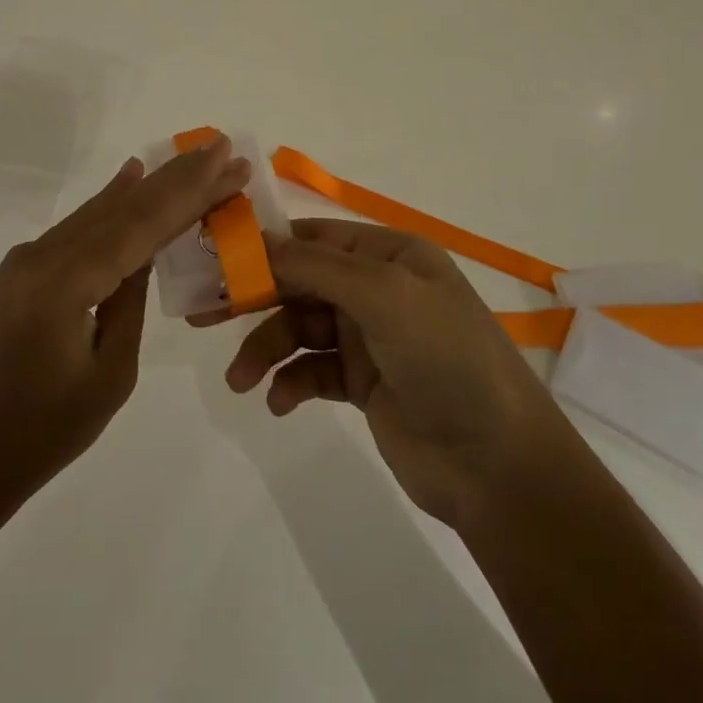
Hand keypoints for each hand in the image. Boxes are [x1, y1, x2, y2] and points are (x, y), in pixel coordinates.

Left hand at [0, 138, 251, 535]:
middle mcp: (41, 255)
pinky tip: (131, 178)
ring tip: (192, 160)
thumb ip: (130, 301)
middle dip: (176, 179)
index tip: (226, 156)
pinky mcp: (20, 270)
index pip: (141, 224)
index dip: (188, 189)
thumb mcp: (110, 374)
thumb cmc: (42, 434)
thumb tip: (144, 252)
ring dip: (148, 188)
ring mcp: (26, 259)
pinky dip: (112, 206)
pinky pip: (78, 229)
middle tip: (221, 148)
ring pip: (99, 212)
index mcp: (65, 282)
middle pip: (122, 207)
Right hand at [213, 219, 560, 529]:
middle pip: (302, 282)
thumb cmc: (445, 359)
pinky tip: (279, 401)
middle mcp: (378, 288)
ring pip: (301, 328)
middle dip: (256, 299)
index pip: (316, 237)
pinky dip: (290, 382)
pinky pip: (313, 371)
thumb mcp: (384, 296)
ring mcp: (371, 337)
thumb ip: (316, 266)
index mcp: (390, 254)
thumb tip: (258, 242)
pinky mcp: (363, 383)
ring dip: (267, 349)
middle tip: (204, 314)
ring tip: (241, 381)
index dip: (267, 245)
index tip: (218, 258)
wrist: (498, 465)